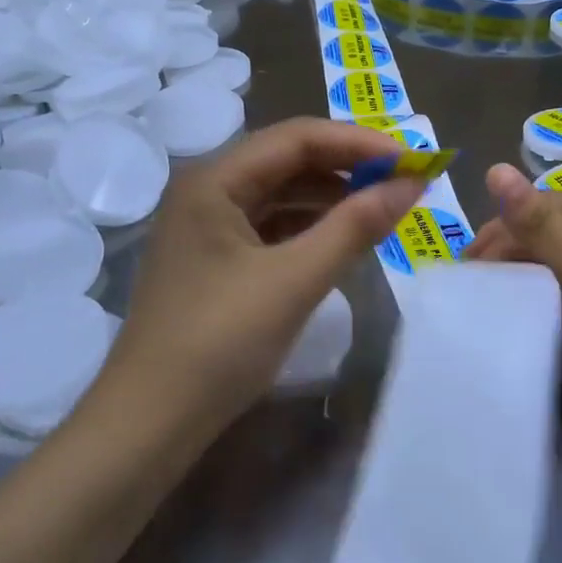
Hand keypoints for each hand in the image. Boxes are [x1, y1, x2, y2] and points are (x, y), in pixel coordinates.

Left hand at [110, 118, 426, 427]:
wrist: (149, 424)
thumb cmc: (219, 343)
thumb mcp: (294, 280)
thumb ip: (355, 227)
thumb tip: (413, 184)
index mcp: (214, 180)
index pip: (297, 138)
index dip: (358, 143)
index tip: (410, 160)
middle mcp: (207, 190)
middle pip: (287, 160)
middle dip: (347, 167)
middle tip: (404, 182)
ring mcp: (207, 226)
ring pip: (280, 193)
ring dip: (331, 197)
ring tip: (383, 207)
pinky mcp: (214, 259)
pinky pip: (271, 226)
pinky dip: (309, 227)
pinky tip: (342, 238)